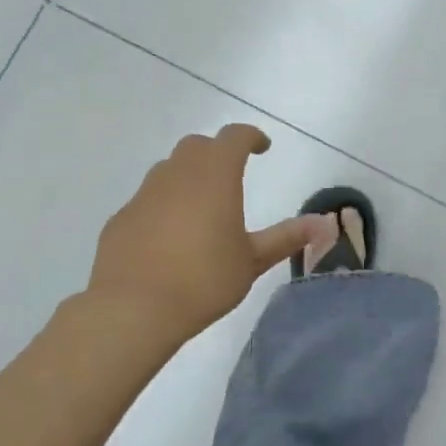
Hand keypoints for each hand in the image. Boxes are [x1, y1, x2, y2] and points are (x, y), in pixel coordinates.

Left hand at [82, 125, 322, 343]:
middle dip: (217, 152)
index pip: (233, 138)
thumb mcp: (253, 260)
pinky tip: (172, 237)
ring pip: (169, 170)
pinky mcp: (121, 219)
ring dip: (189, 176)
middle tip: (233, 173)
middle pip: (197, 146)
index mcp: (215, 177)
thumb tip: (324, 223)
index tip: (263, 147)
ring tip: (204, 206)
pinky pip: (148, 200)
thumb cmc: (204, 279)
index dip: (250, 137)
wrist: (133, 309)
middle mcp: (176, 176)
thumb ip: (286, 237)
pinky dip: (165, 205)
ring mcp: (143, 196)